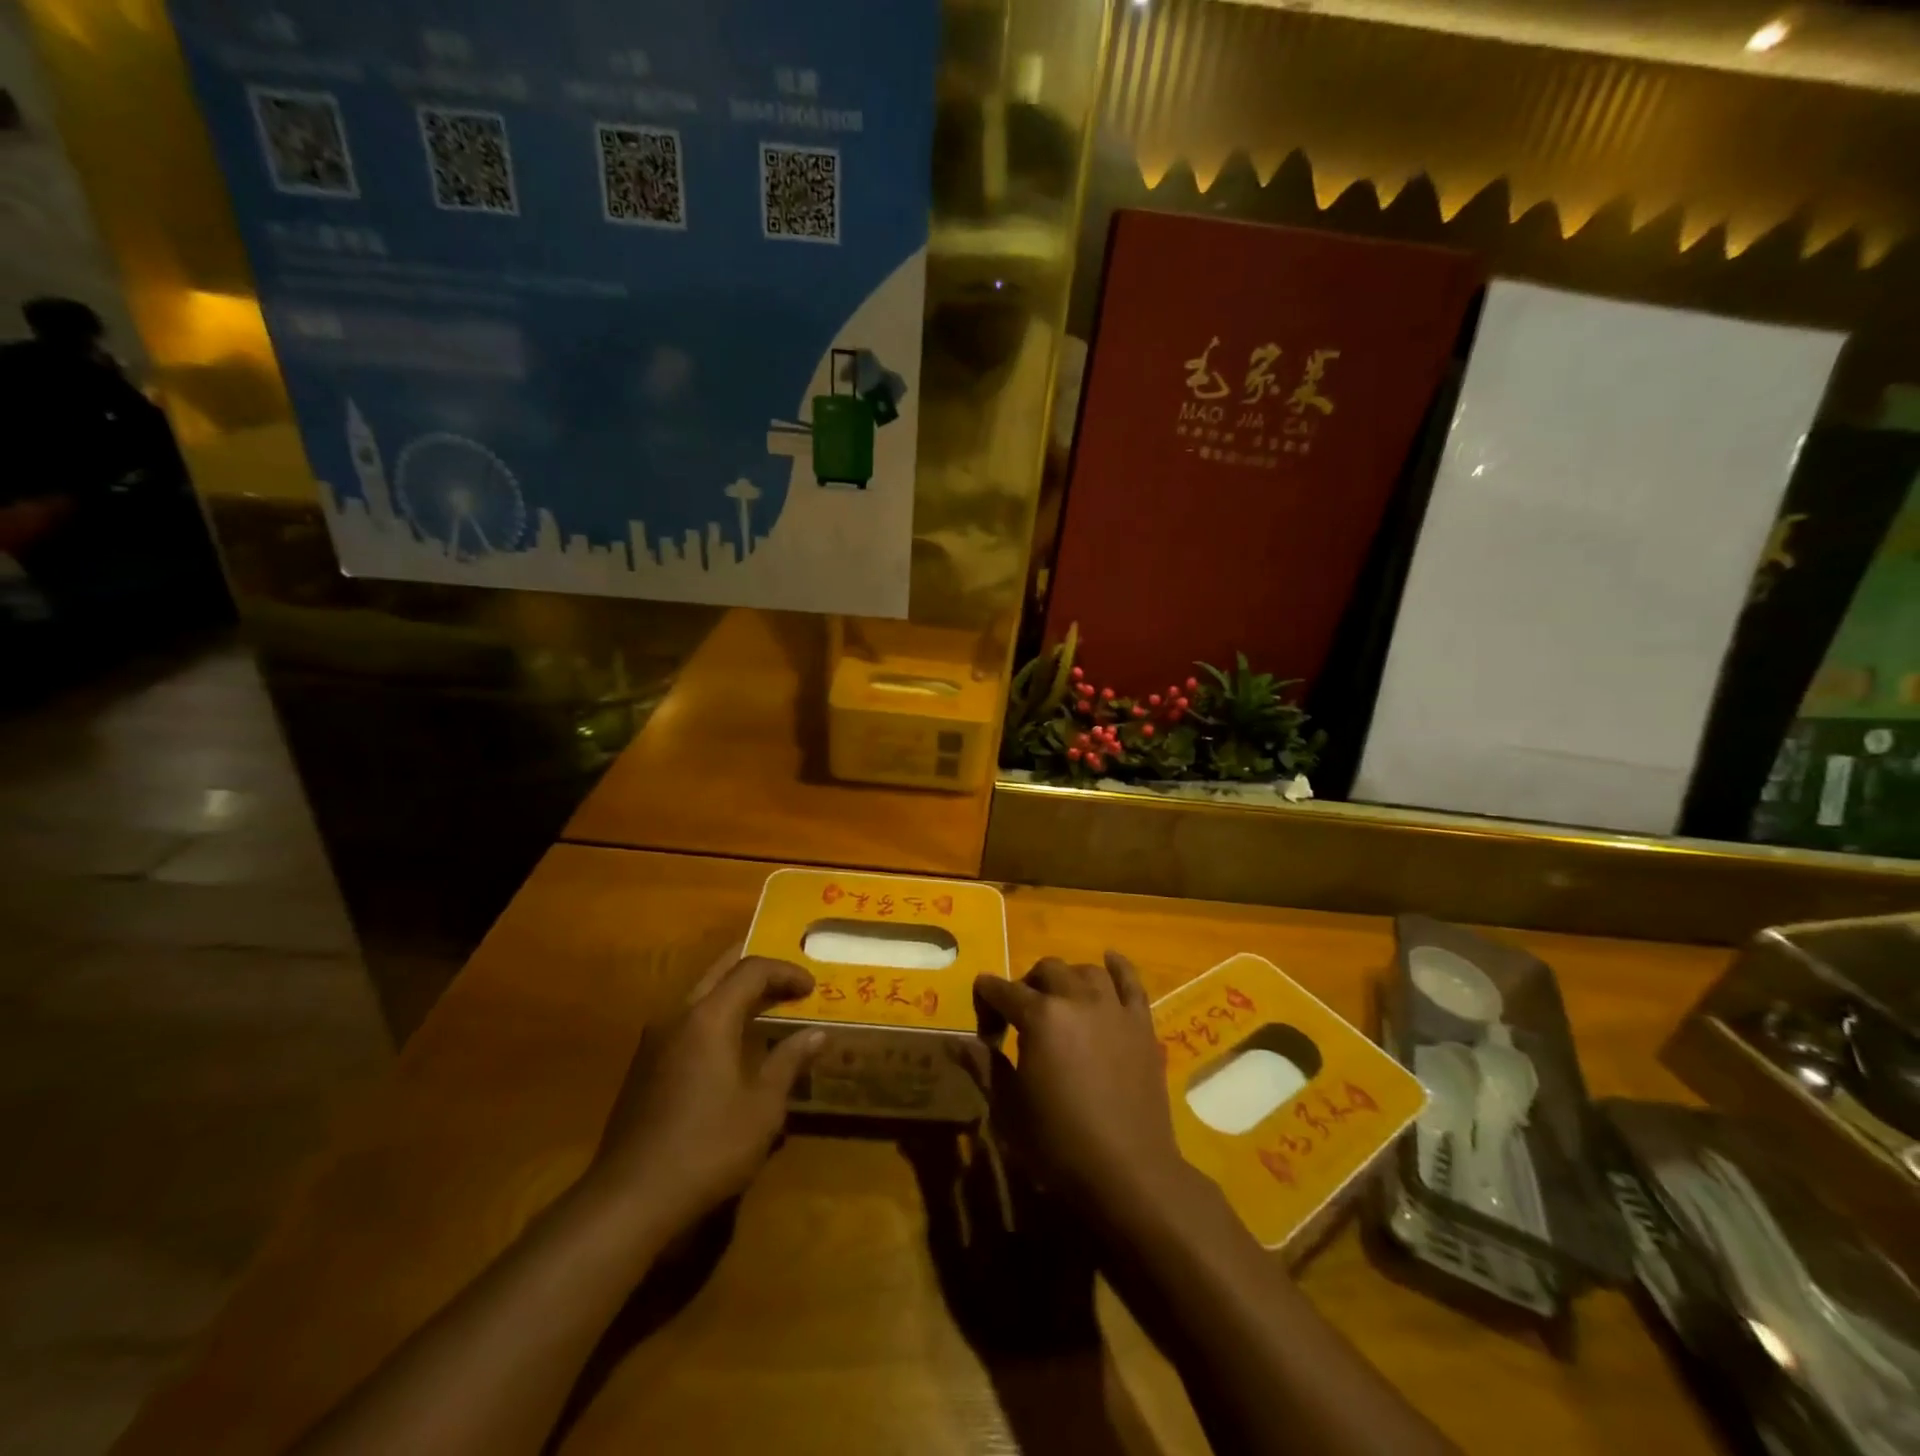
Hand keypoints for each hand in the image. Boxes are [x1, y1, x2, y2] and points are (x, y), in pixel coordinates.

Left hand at [585, 949, 824, 1237]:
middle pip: (720, 971)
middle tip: (788, 980)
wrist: (629, 1200)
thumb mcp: (763, 1107)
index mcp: (708, 1017)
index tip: (812, 987)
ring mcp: (654, 1041)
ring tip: (765, 1008)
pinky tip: (730, 1046)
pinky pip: (686, 1022)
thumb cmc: (708, 1147)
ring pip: (700, 994)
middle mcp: (677, 1016)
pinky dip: (715, 1017)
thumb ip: (789, 1061)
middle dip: (756, 969)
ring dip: (734, 993)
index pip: (752, 970)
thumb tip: (817, 1033)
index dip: (785, 972)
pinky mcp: (643, 1067)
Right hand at [975, 952, 1190, 1210]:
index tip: (986, 1031)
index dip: (986, 1003)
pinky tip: (1109, 960)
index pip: (1001, 990)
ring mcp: (1113, 1008)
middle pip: (1045, 970)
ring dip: (1067, 979)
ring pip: (1085, 971)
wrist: (1128, 1172)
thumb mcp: (1009, 1109)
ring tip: (1061, 1001)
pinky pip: (1131, 981)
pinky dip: (1118, 967)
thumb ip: (986, 1065)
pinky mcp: (1141, 1024)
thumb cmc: (1059, 1144)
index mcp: (1039, 1017)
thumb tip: (961, 1041)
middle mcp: (1076, 999)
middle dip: (1026, 986)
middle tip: (1021, 1018)